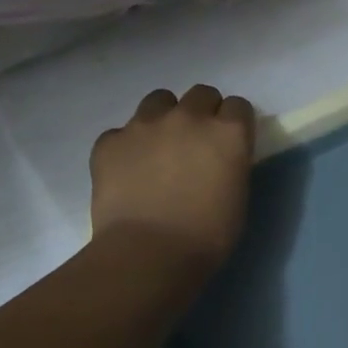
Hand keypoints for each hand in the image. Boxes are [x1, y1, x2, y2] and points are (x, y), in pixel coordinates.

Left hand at [90, 85, 256, 270]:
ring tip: (159, 148)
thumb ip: (231, 164)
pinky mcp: (109, 141)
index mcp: (227, 132)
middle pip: (201, 94)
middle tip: (196, 144)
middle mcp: (188, 117)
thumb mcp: (237, 197)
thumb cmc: (207, 236)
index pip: (238, 106)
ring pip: (159, 100)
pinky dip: (127, 146)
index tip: (229, 143)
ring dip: (164, 118)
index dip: (234, 124)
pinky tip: (128, 171)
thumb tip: (218, 159)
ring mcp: (144, 125)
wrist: (148, 254)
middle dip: (202, 112)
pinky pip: (121, 132)